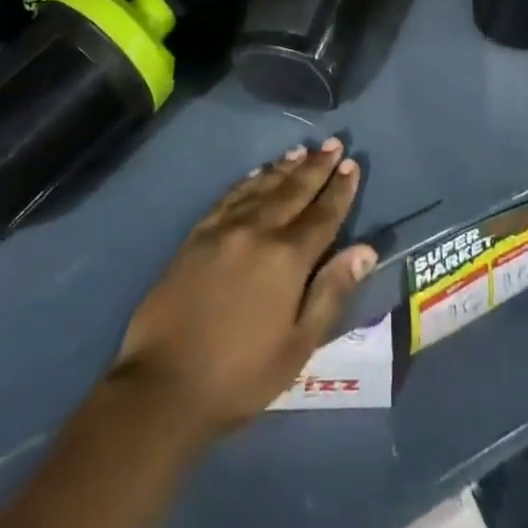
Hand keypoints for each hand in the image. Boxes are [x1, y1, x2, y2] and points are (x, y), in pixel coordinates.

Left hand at [111, 139, 375, 434]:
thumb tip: (365, 250)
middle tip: (332, 143)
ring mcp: (225, 228)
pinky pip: (231, 195)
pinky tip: (258, 173)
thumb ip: (331, 293)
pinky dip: (250, 180)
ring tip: (302, 151)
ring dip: (285, 167)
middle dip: (316, 167)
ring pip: (263, 186)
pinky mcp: (198, 233)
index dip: (339, 190)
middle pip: (294, 191)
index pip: (322, 215)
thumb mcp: (297, 347)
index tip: (351, 165)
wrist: (162, 384)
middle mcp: (258, 231)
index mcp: (287, 258)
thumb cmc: (240, 375)